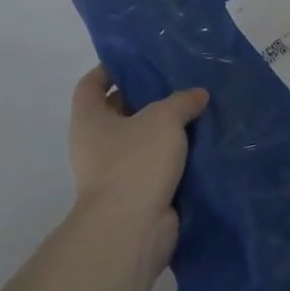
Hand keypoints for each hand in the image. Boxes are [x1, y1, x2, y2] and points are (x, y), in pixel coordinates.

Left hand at [68, 66, 207, 273]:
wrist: (132, 229)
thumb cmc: (135, 162)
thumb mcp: (164, 119)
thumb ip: (182, 101)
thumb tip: (197, 95)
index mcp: (89, 120)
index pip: (91, 85)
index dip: (110, 69)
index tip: (137, 61)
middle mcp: (95, 145)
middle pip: (118, 112)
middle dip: (146, 99)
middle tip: (178, 84)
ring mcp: (114, 173)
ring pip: (141, 141)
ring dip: (164, 131)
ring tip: (196, 112)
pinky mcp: (136, 195)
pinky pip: (155, 167)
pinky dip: (174, 158)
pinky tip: (201, 146)